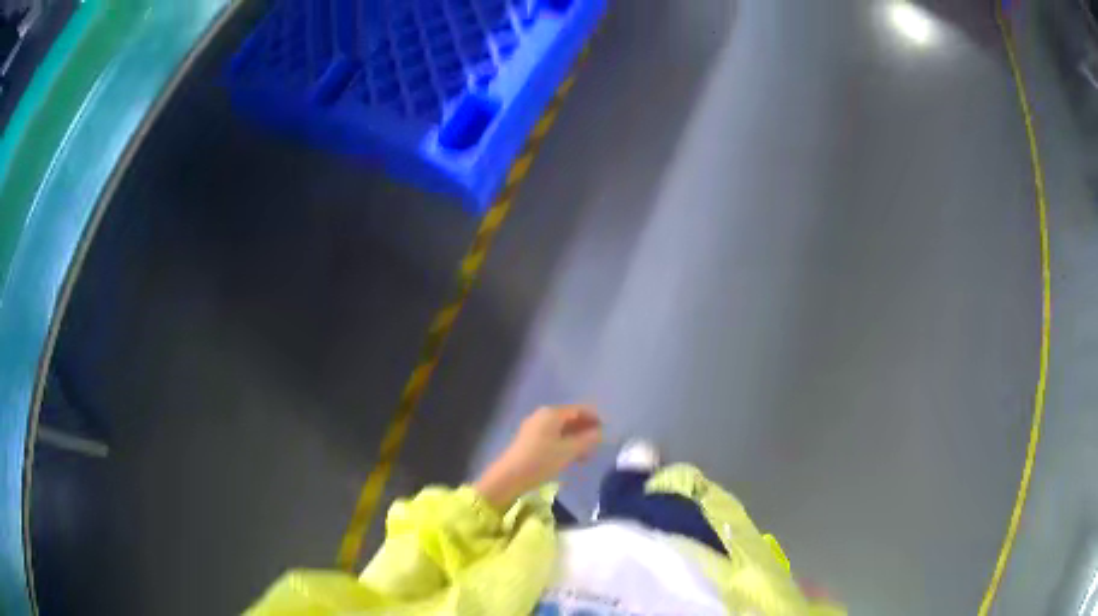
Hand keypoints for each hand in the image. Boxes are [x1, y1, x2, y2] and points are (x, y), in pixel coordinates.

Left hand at [474, 405, 602, 511]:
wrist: (509, 476)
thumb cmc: (541, 460)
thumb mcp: (568, 451)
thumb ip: (587, 440)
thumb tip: (600, 432)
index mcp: (552, 413)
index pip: (579, 409)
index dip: (595, 418)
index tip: (607, 430)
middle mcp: (543, 416)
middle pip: (570, 418)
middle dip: (585, 430)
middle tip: (598, 445)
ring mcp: (534, 428)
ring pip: (562, 429)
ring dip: (576, 439)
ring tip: (587, 455)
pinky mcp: (529, 440)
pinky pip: (553, 437)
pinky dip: (565, 444)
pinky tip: (571, 458)